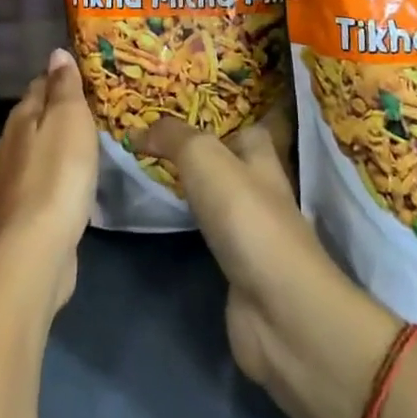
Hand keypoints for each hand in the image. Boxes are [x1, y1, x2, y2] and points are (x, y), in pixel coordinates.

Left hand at [0, 49, 97, 308]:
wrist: (36, 249)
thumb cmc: (58, 175)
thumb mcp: (69, 120)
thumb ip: (63, 87)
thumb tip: (56, 53)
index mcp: (19, 119)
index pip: (37, 87)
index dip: (58, 80)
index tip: (81, 80)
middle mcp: (6, 147)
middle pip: (31, 121)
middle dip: (54, 116)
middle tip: (87, 117)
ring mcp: (6, 184)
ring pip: (32, 155)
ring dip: (51, 151)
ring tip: (80, 152)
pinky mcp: (15, 218)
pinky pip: (36, 187)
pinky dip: (50, 182)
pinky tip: (66, 191)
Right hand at [136, 109, 401, 417]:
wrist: (279, 311)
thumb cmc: (247, 219)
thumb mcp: (204, 158)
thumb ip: (172, 136)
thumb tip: (137, 128)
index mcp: (261, 156)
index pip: (242, 124)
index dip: (214, 113)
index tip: (174, 106)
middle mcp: (259, 189)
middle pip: (226, 160)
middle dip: (194, 149)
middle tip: (147, 136)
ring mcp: (250, 231)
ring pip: (214, 196)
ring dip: (188, 186)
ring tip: (146, 169)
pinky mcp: (237, 268)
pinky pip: (205, 233)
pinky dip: (185, 223)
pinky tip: (161, 217)